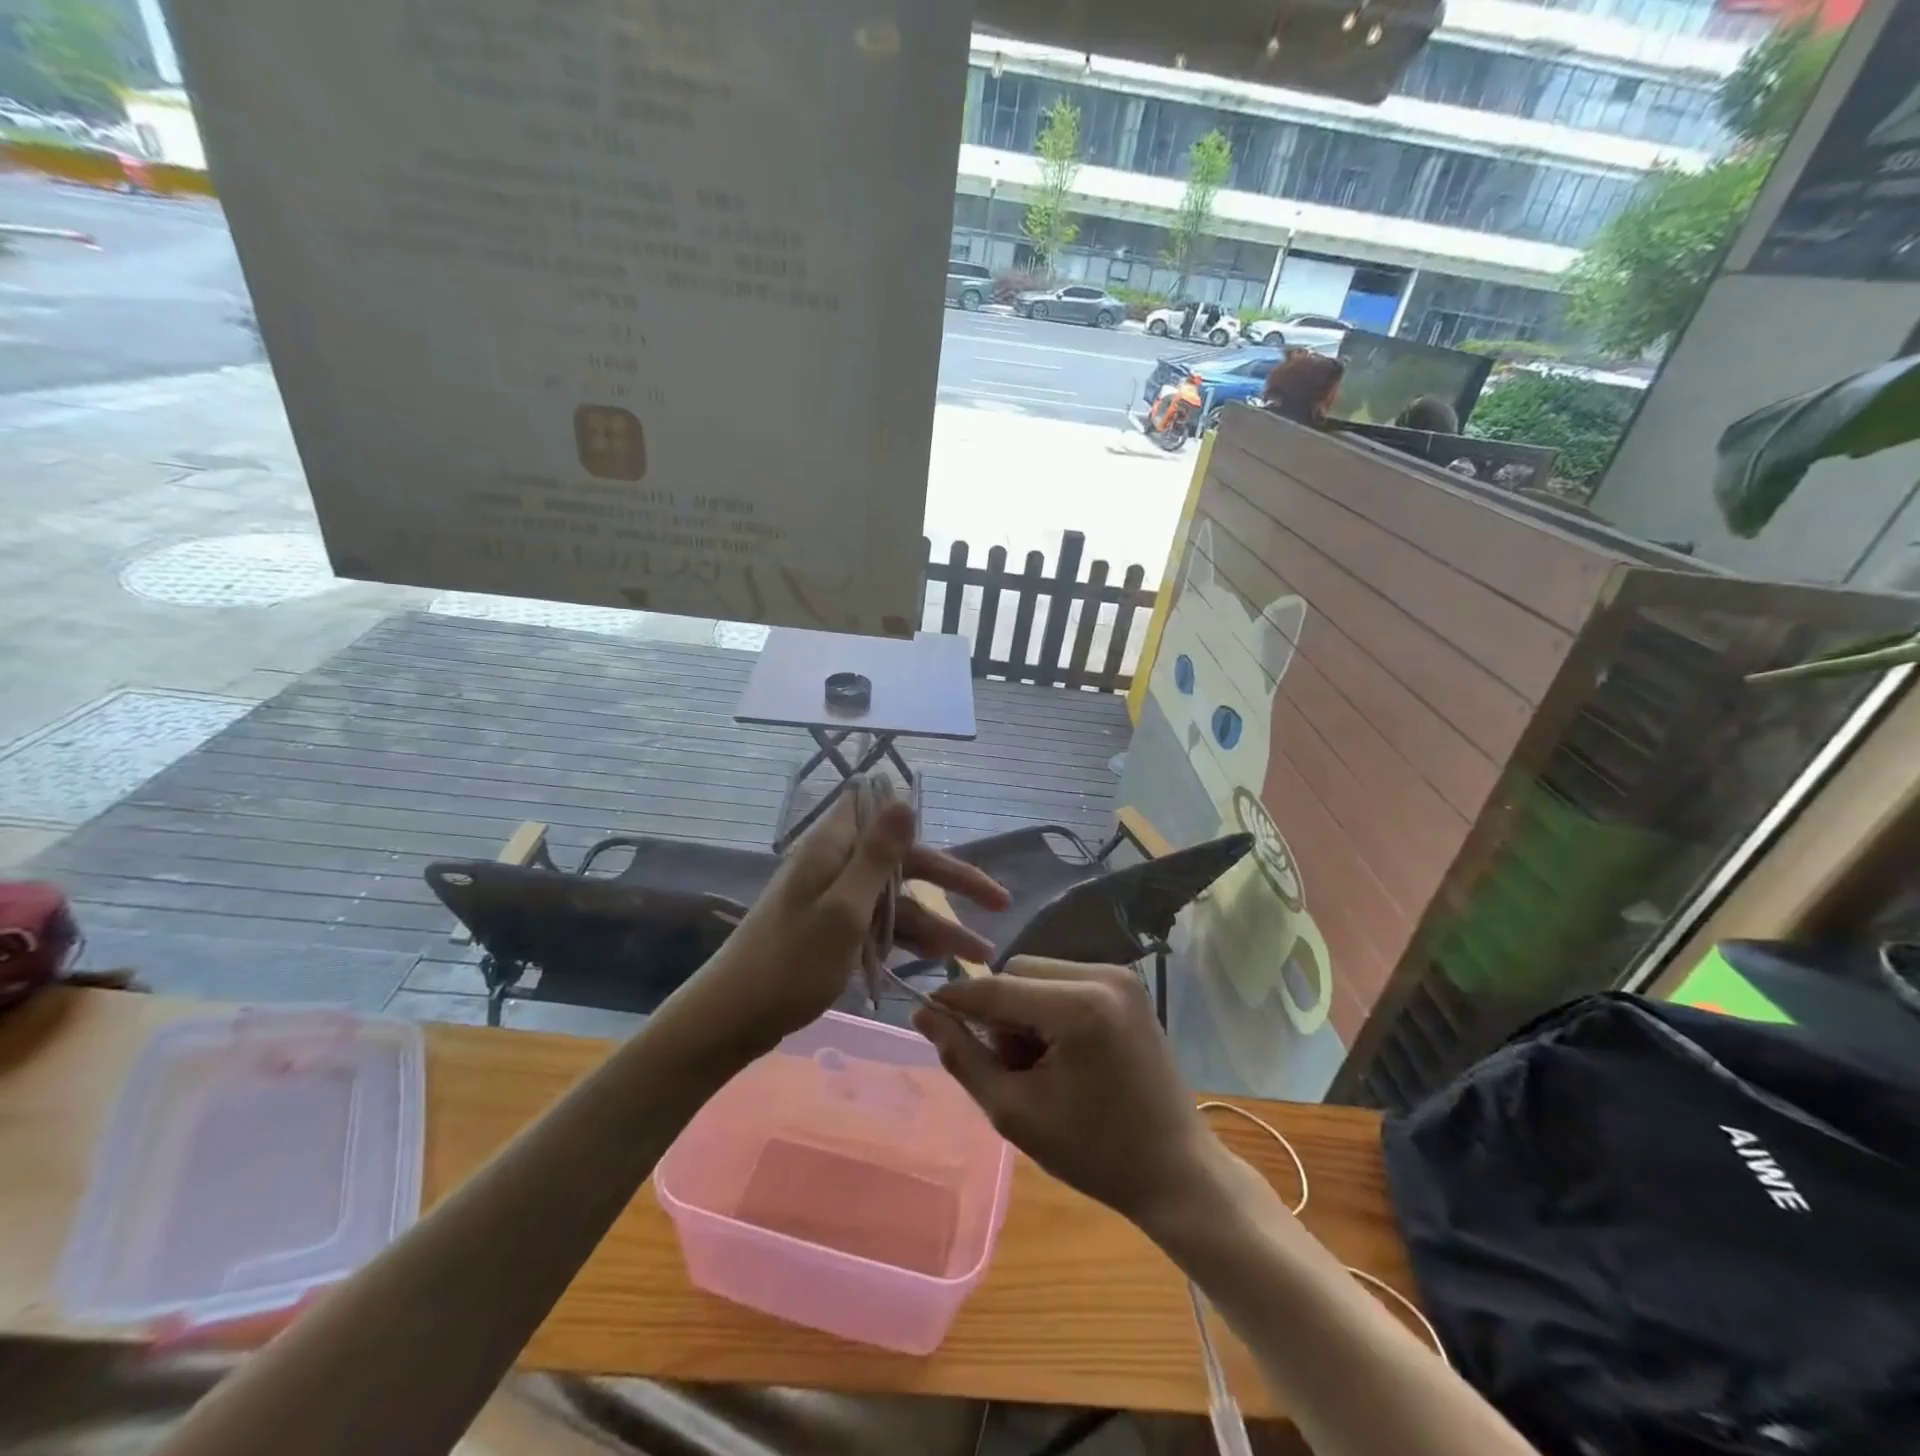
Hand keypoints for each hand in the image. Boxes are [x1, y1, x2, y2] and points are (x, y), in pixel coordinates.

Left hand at [687, 789, 1008, 1054]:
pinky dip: (908, 941)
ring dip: (937, 923)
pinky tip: (940, 961)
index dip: (917, 819)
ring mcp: (833, 898)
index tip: (952, 834)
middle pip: (903, 861)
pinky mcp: (832, 929)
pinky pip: (880, 925)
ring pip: (896, 899)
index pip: (880, 809)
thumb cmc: (791, 962)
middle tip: (999, 903)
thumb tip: (904, 798)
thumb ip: (878, 854)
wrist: (732, 1019)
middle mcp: (835, 863)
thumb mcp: (844, 908)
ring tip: (980, 953)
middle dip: (950, 882)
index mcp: (833, 846)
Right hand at [912, 959, 1218, 1227]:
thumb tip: (924, 1014)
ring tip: (1036, 1064)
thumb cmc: (1094, 1153)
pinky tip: (1060, 1052)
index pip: (997, 987)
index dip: (955, 999)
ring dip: (1022, 1009)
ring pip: (1039, 973)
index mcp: (1080, 1007)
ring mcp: (1121, 977)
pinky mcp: (1128, 986)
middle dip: (999, 1012)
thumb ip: (963, 1057)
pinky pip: (1065, 980)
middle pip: (1018, 971)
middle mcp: (1103, 975)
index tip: (924, 1014)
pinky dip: (1048, 1008)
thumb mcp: (1015, 1112)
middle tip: (1007, 1065)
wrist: (1175, 1171)